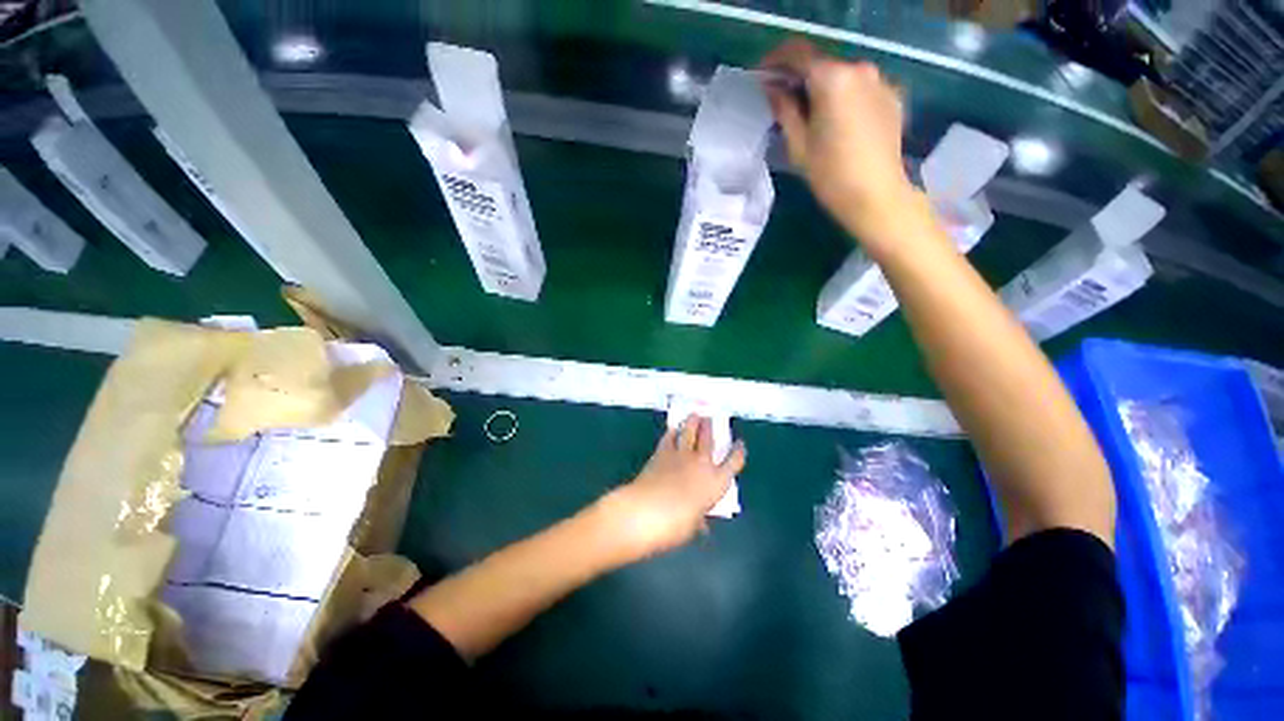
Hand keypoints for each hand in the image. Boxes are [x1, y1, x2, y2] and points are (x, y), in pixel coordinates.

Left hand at [598, 415, 745, 560]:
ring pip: (690, 432)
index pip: (733, 462)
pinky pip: (670, 438)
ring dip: (693, 422)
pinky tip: (673, 429)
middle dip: (710, 427)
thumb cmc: (677, 525)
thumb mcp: (694, 525)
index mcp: (716, 482)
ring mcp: (681, 455)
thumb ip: (699, 519)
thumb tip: (700, 522)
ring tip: (695, 414)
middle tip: (710, 417)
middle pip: (709, 439)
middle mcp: (702, 463)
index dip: (738, 451)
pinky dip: (673, 432)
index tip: (740, 444)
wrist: (648, 510)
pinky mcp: (662, 452)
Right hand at [760, 40, 915, 242]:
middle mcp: (859, 69)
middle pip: (822, 63)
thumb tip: (773, 88)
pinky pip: (861, 88)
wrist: (875, 195)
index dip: (775, 61)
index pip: (798, 54)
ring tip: (809, 114)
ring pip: (842, 75)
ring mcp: (880, 81)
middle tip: (782, 99)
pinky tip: (836, 121)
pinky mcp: (892, 96)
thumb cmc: (830, 174)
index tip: (762, 76)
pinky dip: (844, 96)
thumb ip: (785, 109)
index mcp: (833, 78)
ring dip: (822, 87)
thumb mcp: (799, 144)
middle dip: (799, 77)